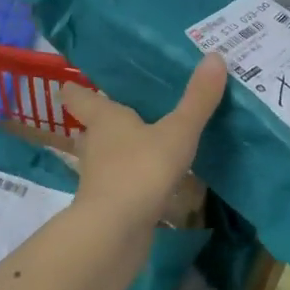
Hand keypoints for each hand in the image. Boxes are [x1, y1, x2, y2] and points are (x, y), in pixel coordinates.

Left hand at [60, 55, 226, 228]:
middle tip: (128, 110)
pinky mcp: (108, 206)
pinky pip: (120, 185)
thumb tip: (214, 56)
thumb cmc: (140, 170)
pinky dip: (132, 181)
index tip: (74, 82)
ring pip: (105, 157)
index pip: (79, 97)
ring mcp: (98, 178)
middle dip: (104, 121)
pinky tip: (154, 182)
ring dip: (119, 152)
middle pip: (91, 128)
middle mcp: (95, 145)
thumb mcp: (177, 132)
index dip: (77, 89)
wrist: (114, 233)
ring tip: (145, 144)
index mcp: (104, 119)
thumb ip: (197, 99)